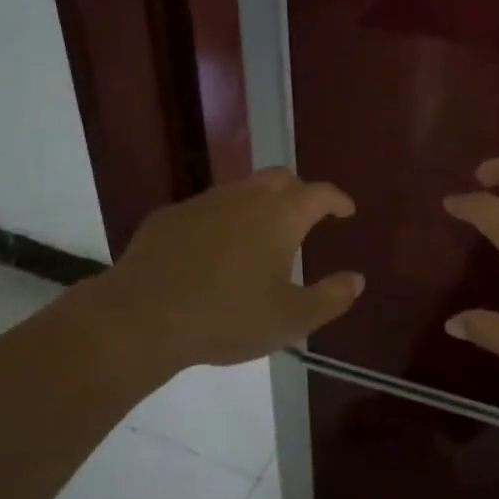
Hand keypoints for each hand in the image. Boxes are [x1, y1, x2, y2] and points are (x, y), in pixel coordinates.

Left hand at [100, 167, 363, 373]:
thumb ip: (330, 298)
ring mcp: (203, 202)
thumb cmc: (227, 317)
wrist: (143, 316)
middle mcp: (244, 197)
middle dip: (299, 191)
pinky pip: (206, 208)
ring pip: (241, 189)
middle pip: (280, 178)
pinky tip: (214, 250)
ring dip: (259, 203)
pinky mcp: (169, 216)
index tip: (346, 210)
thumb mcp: (290, 320)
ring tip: (261, 235)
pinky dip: (222, 220)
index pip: (319, 193)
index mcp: (280, 216)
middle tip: (305, 217)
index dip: (337, 199)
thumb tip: (356, 279)